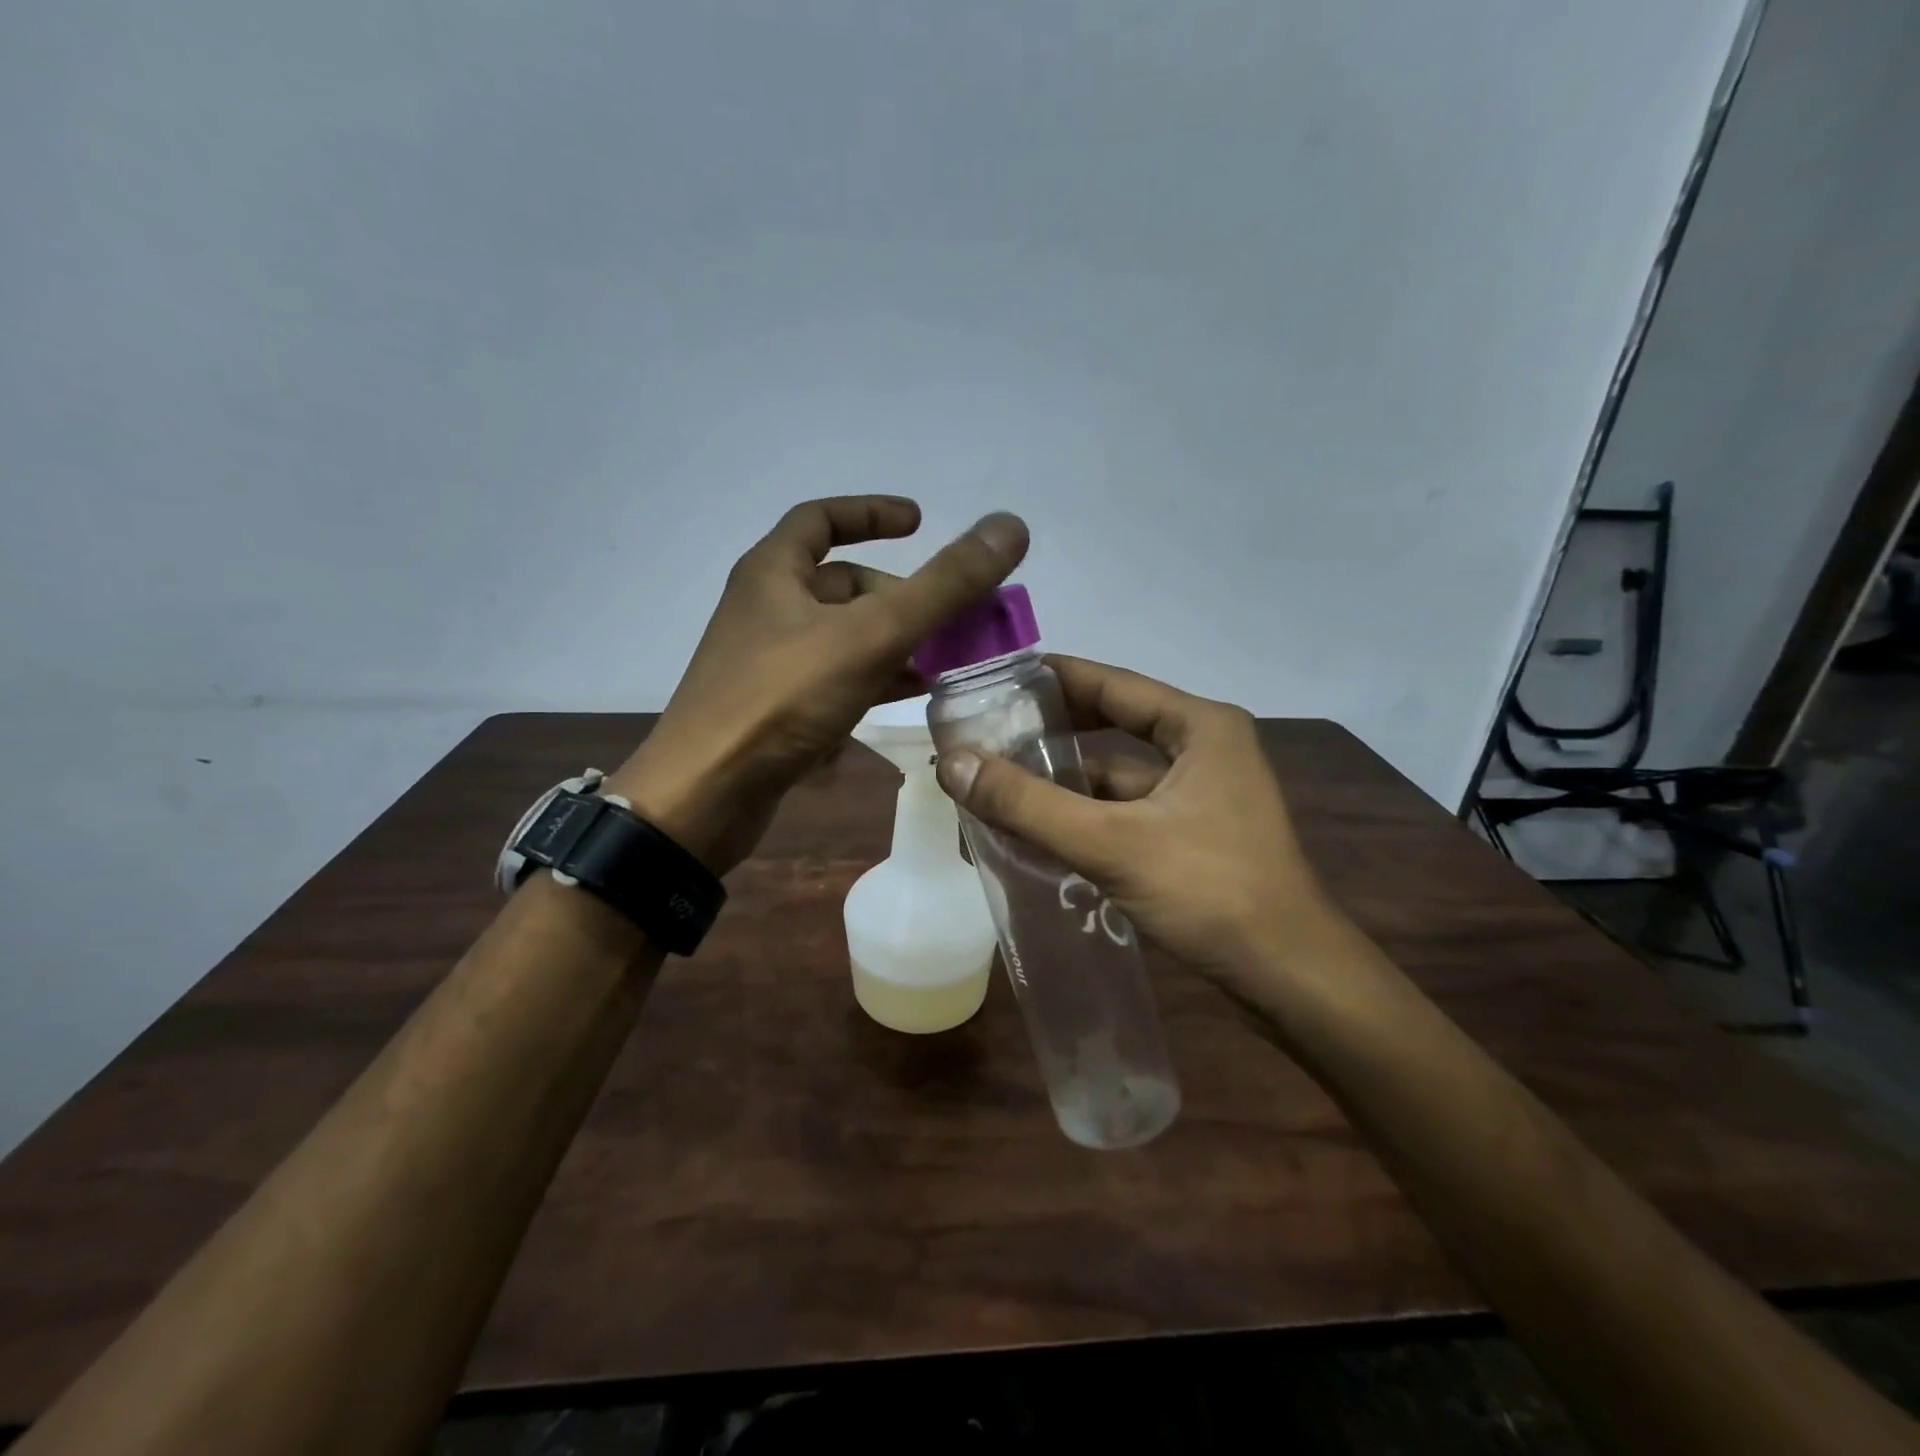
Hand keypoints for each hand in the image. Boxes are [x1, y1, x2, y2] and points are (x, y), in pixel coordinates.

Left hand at [607, 497, 1027, 872]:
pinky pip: (831, 680)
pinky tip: (902, 702)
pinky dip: (869, 681)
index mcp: (774, 572)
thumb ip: (943, 585)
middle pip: (842, 585)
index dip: (872, 513)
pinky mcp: (773, 708)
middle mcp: (766, 608)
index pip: (822, 518)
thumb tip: (1010, 525)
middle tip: (951, 620)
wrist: (705, 794)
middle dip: (900, 598)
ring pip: (842, 637)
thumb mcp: (871, 635)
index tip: (920, 522)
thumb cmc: (782, 699)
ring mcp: (768, 662)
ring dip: (892, 643)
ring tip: (942, 663)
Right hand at [935, 656, 1334, 990]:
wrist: (1291, 979)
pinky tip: (1036, 834)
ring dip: (1061, 785)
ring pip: (1115, 779)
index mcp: (1199, 727)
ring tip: (994, 788)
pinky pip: (1125, 814)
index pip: (1111, 683)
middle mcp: (1203, 750)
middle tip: (984, 735)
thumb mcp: (1113, 843)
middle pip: (1110, 727)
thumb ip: (1029, 804)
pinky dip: (1083, 820)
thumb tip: (952, 763)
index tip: (995, 678)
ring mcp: (1201, 796)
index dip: (1052, 678)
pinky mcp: (1194, 837)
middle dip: (1049, 735)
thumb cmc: (1211, 892)